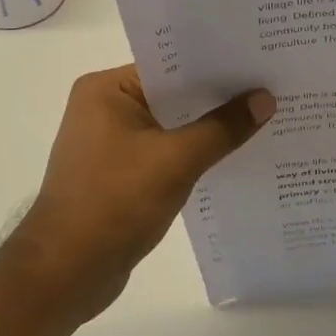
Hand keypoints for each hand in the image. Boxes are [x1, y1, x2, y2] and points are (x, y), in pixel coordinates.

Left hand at [0, 65, 273, 327]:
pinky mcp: (119, 174)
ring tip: (262, 117)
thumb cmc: (114, 203)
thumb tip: (265, 98)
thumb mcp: (176, 160)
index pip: (170, 65)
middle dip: (218, 96)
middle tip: (270, 86)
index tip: (258, 61)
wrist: (65, 274)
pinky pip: (165, 151)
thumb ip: (222, 128)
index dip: (215, 64)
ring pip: (172, 125)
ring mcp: (110, 143)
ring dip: (208, 127)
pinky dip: (193, 153)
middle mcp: (104, 108)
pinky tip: (232, 155)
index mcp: (106, 90)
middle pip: (173, 94)